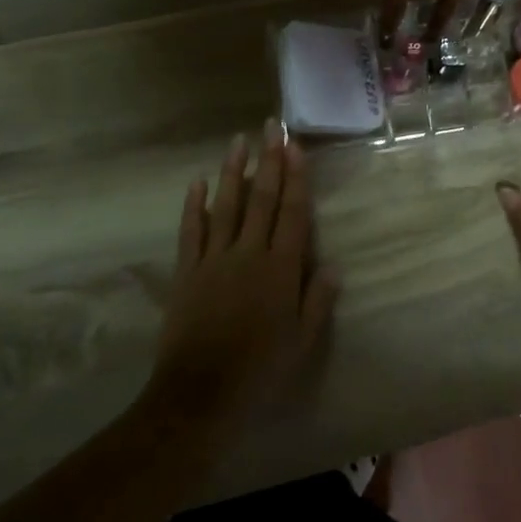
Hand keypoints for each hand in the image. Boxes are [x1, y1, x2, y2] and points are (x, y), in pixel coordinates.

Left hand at [146, 121, 339, 431]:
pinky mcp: (186, 271)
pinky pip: (191, 231)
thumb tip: (334, 265)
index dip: (296, 177)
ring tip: (238, 140)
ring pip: (226, 205)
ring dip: (233, 171)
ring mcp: (214, 259)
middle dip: (268, 160)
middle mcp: (249, 253)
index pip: (293, 213)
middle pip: (262, 199)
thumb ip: (318, 300)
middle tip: (271, 126)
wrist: (201, 394)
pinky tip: (197, 182)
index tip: (295, 146)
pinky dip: (194, 205)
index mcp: (281, 269)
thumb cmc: (260, 370)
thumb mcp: (303, 342)